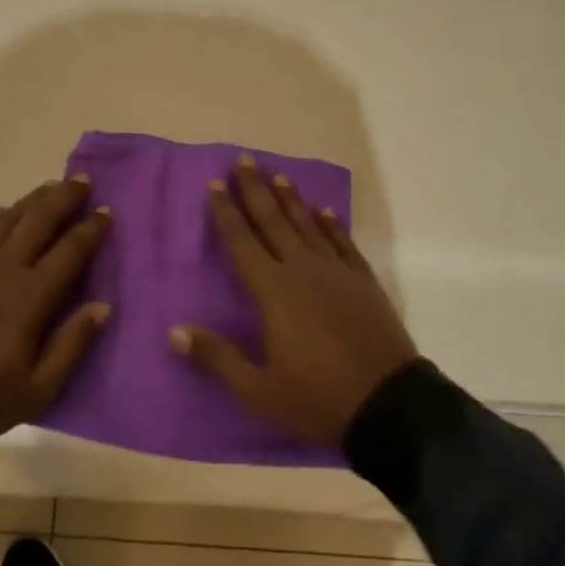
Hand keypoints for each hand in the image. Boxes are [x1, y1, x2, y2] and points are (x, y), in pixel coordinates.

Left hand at [0, 177, 111, 448]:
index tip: (107, 211)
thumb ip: (72, 344)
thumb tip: (102, 306)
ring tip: (51, 186)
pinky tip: (2, 212)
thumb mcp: (38, 389)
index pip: (70, 250)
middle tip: (83, 181)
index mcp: (31, 296)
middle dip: (64, 198)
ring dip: (33, 200)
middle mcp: (4, 269)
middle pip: (39, 220)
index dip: (91, 228)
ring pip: (8, 219)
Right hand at [172, 156, 417, 447]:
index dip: (226, 212)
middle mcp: (302, 270)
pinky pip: (343, 244)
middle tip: (244, 160)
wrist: (390, 406)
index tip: (215, 184)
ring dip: (291, 200)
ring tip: (278, 175)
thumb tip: (174, 332)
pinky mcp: (364, 282)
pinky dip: (332, 225)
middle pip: (273, 221)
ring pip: (308, 225)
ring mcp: (337, 273)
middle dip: (255, 190)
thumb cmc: (317, 398)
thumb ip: (217, 357)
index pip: (242, 242)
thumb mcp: (259, 390)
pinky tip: (325, 211)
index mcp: (273, 291)